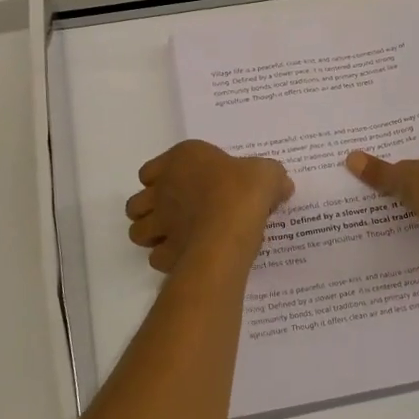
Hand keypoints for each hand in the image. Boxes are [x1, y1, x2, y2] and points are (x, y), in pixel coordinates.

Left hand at [125, 140, 293, 272]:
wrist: (231, 227)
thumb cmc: (243, 190)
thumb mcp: (267, 173)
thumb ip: (271, 176)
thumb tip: (281, 184)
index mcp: (182, 160)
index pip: (150, 170)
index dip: (162, 179)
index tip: (183, 187)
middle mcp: (162, 189)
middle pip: (137, 203)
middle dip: (150, 210)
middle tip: (174, 216)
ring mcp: (159, 222)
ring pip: (137, 231)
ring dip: (151, 236)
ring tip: (176, 238)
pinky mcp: (165, 253)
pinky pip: (157, 257)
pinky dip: (167, 259)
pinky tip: (187, 257)